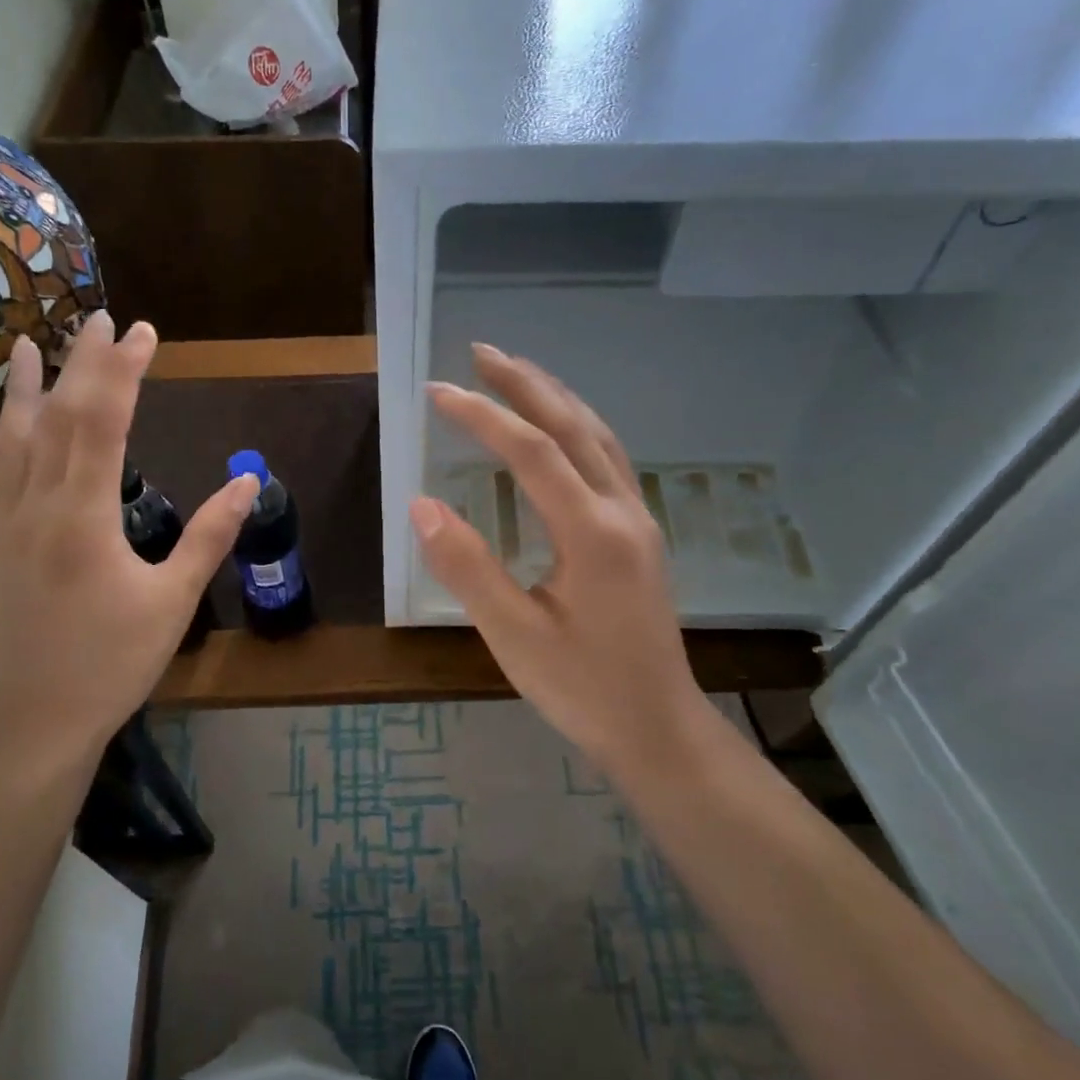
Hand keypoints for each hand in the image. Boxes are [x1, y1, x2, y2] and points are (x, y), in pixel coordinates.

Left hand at [0, 314, 257, 763]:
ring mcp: (10, 523)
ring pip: (13, 439)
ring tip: (29, 343)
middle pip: (57, 417)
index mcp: (83, 517)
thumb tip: (249, 483)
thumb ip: (210, 535)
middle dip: (82, 364)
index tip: (143, 333)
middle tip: (103, 320)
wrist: (45, 712)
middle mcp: (38, 506)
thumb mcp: (174, 599)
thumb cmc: (116, 659)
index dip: (123, 371)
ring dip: (24, 388)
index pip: (103, 422)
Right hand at [411, 344, 719, 779]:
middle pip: (574, 426)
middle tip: (481, 352)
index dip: (482, 415)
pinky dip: (578, 428)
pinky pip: (609, 461)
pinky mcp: (641, 538)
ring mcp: (639, 522)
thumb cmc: (582, 689)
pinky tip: (560, 433)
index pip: (530, 452)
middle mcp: (622, 512)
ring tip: (517, 374)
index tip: (436, 392)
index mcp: (592, 532)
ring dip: (557, 399)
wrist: (658, 727)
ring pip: (599, 438)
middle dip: (526, 384)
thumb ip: (467, 567)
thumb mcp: (513, 635)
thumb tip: (421, 505)